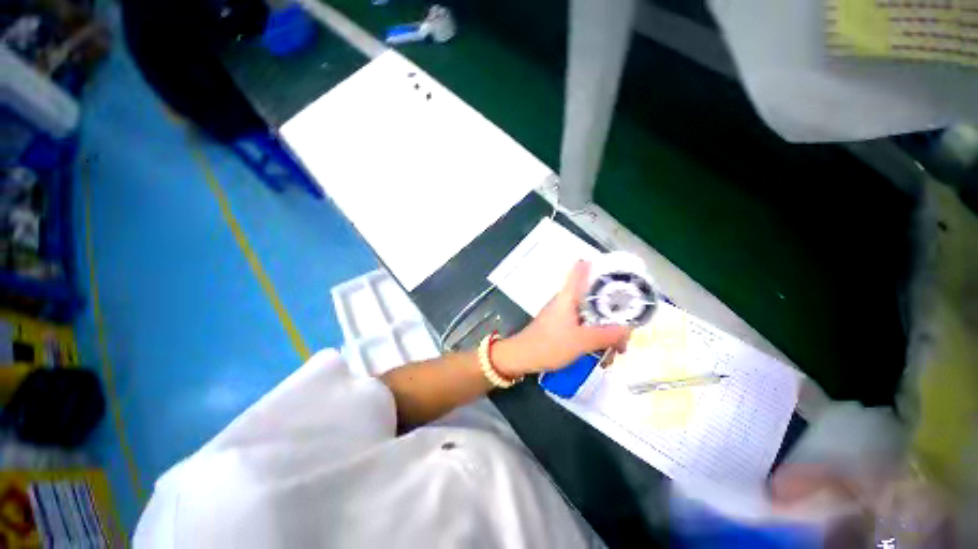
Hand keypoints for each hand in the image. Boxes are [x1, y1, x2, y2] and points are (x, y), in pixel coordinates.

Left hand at [493, 261, 629, 377]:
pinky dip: (595, 334)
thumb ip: (605, 335)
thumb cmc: (549, 345)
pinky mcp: (561, 324)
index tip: (616, 269)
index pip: (580, 271)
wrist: (522, 357)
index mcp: (568, 296)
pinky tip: (602, 352)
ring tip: (617, 350)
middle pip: (593, 296)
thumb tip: (628, 329)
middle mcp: (566, 300)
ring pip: (590, 313)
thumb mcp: (581, 342)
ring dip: (605, 328)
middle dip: (612, 310)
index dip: (597, 265)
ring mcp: (563, 312)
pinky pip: (583, 324)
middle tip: (626, 330)